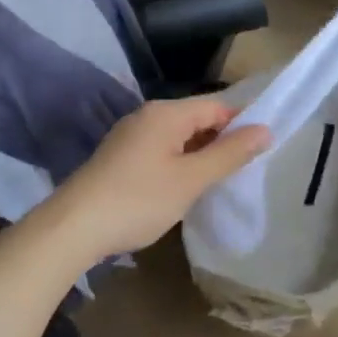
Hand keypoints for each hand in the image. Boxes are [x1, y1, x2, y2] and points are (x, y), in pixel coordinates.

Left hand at [43, 97, 270, 258]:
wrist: (71, 229)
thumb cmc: (138, 200)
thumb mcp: (191, 179)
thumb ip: (229, 154)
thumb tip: (265, 130)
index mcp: (167, 114)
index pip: (217, 107)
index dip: (242, 126)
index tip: (261, 152)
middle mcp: (147, 116)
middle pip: (197, 120)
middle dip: (222, 143)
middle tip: (244, 172)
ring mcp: (130, 137)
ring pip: (179, 138)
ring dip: (200, 156)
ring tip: (219, 183)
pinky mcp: (119, 158)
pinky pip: (161, 152)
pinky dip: (179, 165)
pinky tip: (184, 190)